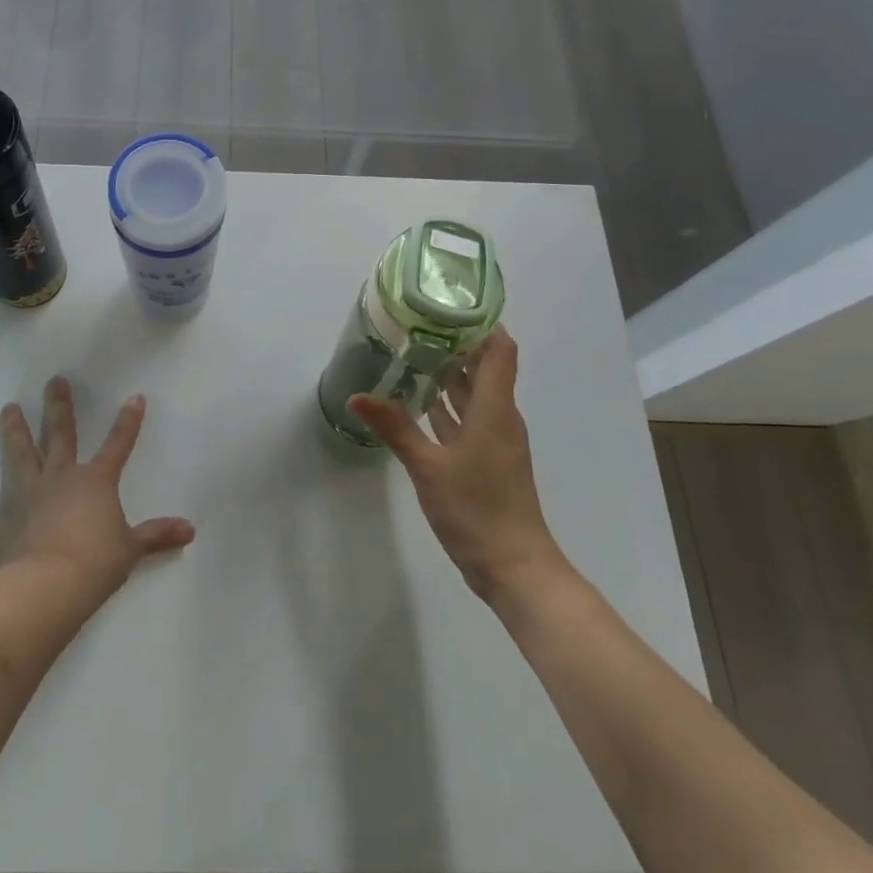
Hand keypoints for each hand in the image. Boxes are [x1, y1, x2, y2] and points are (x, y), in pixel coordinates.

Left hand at [0, 377, 195, 604]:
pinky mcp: (5, 527)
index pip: (118, 444)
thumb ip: (157, 535)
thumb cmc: (95, 563)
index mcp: (94, 481)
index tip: (135, 397)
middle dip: (59, 407)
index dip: (128, 422)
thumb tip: (190, 530)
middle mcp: (60, 479)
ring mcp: (28, 499)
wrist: (47, 588)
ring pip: (20, 457)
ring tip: (7, 409)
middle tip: (54, 381)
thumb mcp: (131, 549)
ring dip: (13, 434)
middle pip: (60, 435)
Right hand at [349, 329, 567, 600]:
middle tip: (415, 325)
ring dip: (449, 375)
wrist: (515, 567)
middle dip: (455, 344)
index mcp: (495, 409)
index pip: (499, 349)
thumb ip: (395, 427)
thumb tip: (357, 396)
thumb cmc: (477, 509)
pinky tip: (418, 403)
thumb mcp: (428, 467)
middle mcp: (500, 417)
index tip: (447, 305)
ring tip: (411, 354)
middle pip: (484, 367)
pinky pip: (467, 419)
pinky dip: (446, 406)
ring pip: (474, 394)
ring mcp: (495, 440)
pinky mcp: (487, 460)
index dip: (481, 323)